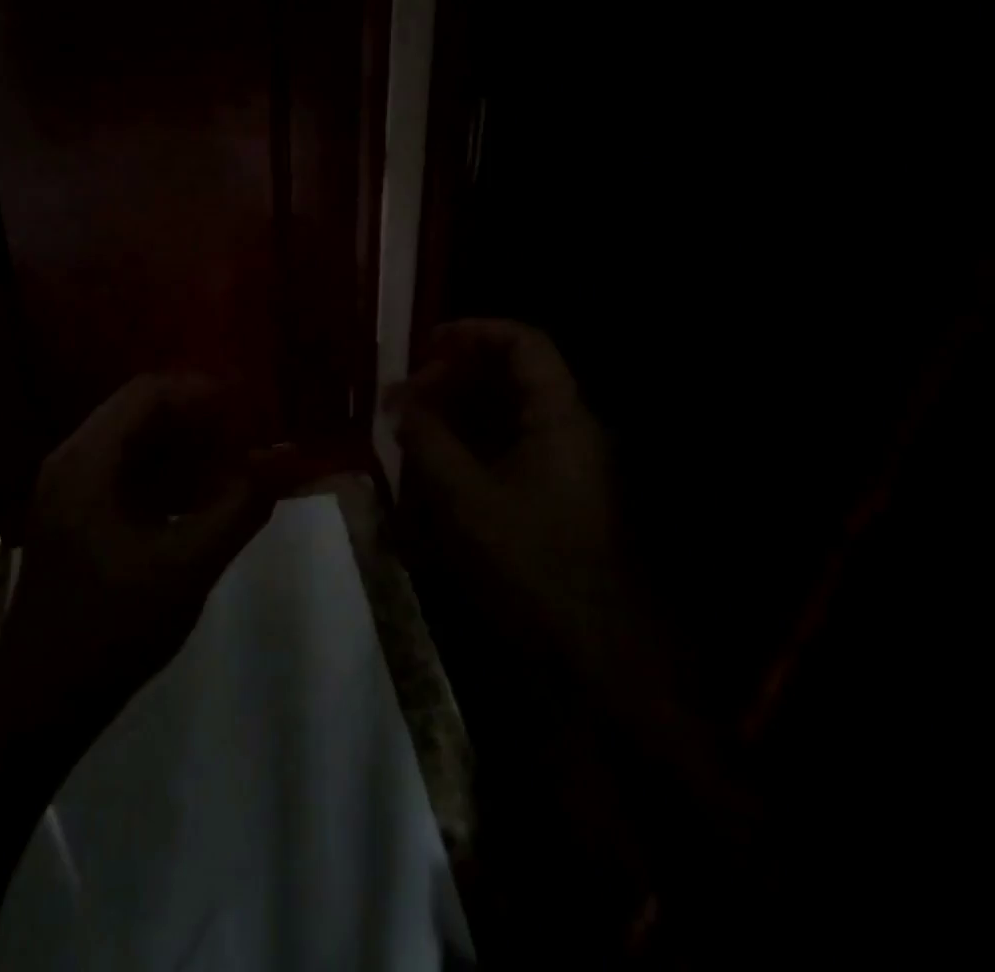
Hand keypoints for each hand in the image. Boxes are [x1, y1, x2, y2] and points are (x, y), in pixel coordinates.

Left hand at [0, 375, 275, 727]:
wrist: (40, 701)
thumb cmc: (112, 628)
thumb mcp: (187, 565)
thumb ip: (240, 505)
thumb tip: (288, 456)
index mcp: (88, 459)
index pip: (150, 393)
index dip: (205, 392)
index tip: (254, 408)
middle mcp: (73, 459)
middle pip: (142, 411)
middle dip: (200, 418)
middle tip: (252, 434)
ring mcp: (71, 487)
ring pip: (136, 442)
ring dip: (186, 446)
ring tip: (239, 461)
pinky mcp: (78, 514)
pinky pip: (128, 472)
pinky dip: (169, 474)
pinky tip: (206, 497)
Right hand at [392, 321, 749, 856]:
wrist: (594, 662)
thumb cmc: (531, 567)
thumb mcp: (465, 498)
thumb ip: (429, 439)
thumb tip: (400, 400)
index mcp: (561, 419)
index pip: (523, 344)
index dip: (473, 332)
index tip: (424, 344)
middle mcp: (570, 432)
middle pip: (513, 376)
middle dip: (455, 375)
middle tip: (406, 394)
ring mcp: (565, 467)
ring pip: (508, 414)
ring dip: (459, 410)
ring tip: (411, 425)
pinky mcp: (554, 498)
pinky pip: (509, 449)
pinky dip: (471, 444)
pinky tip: (434, 463)